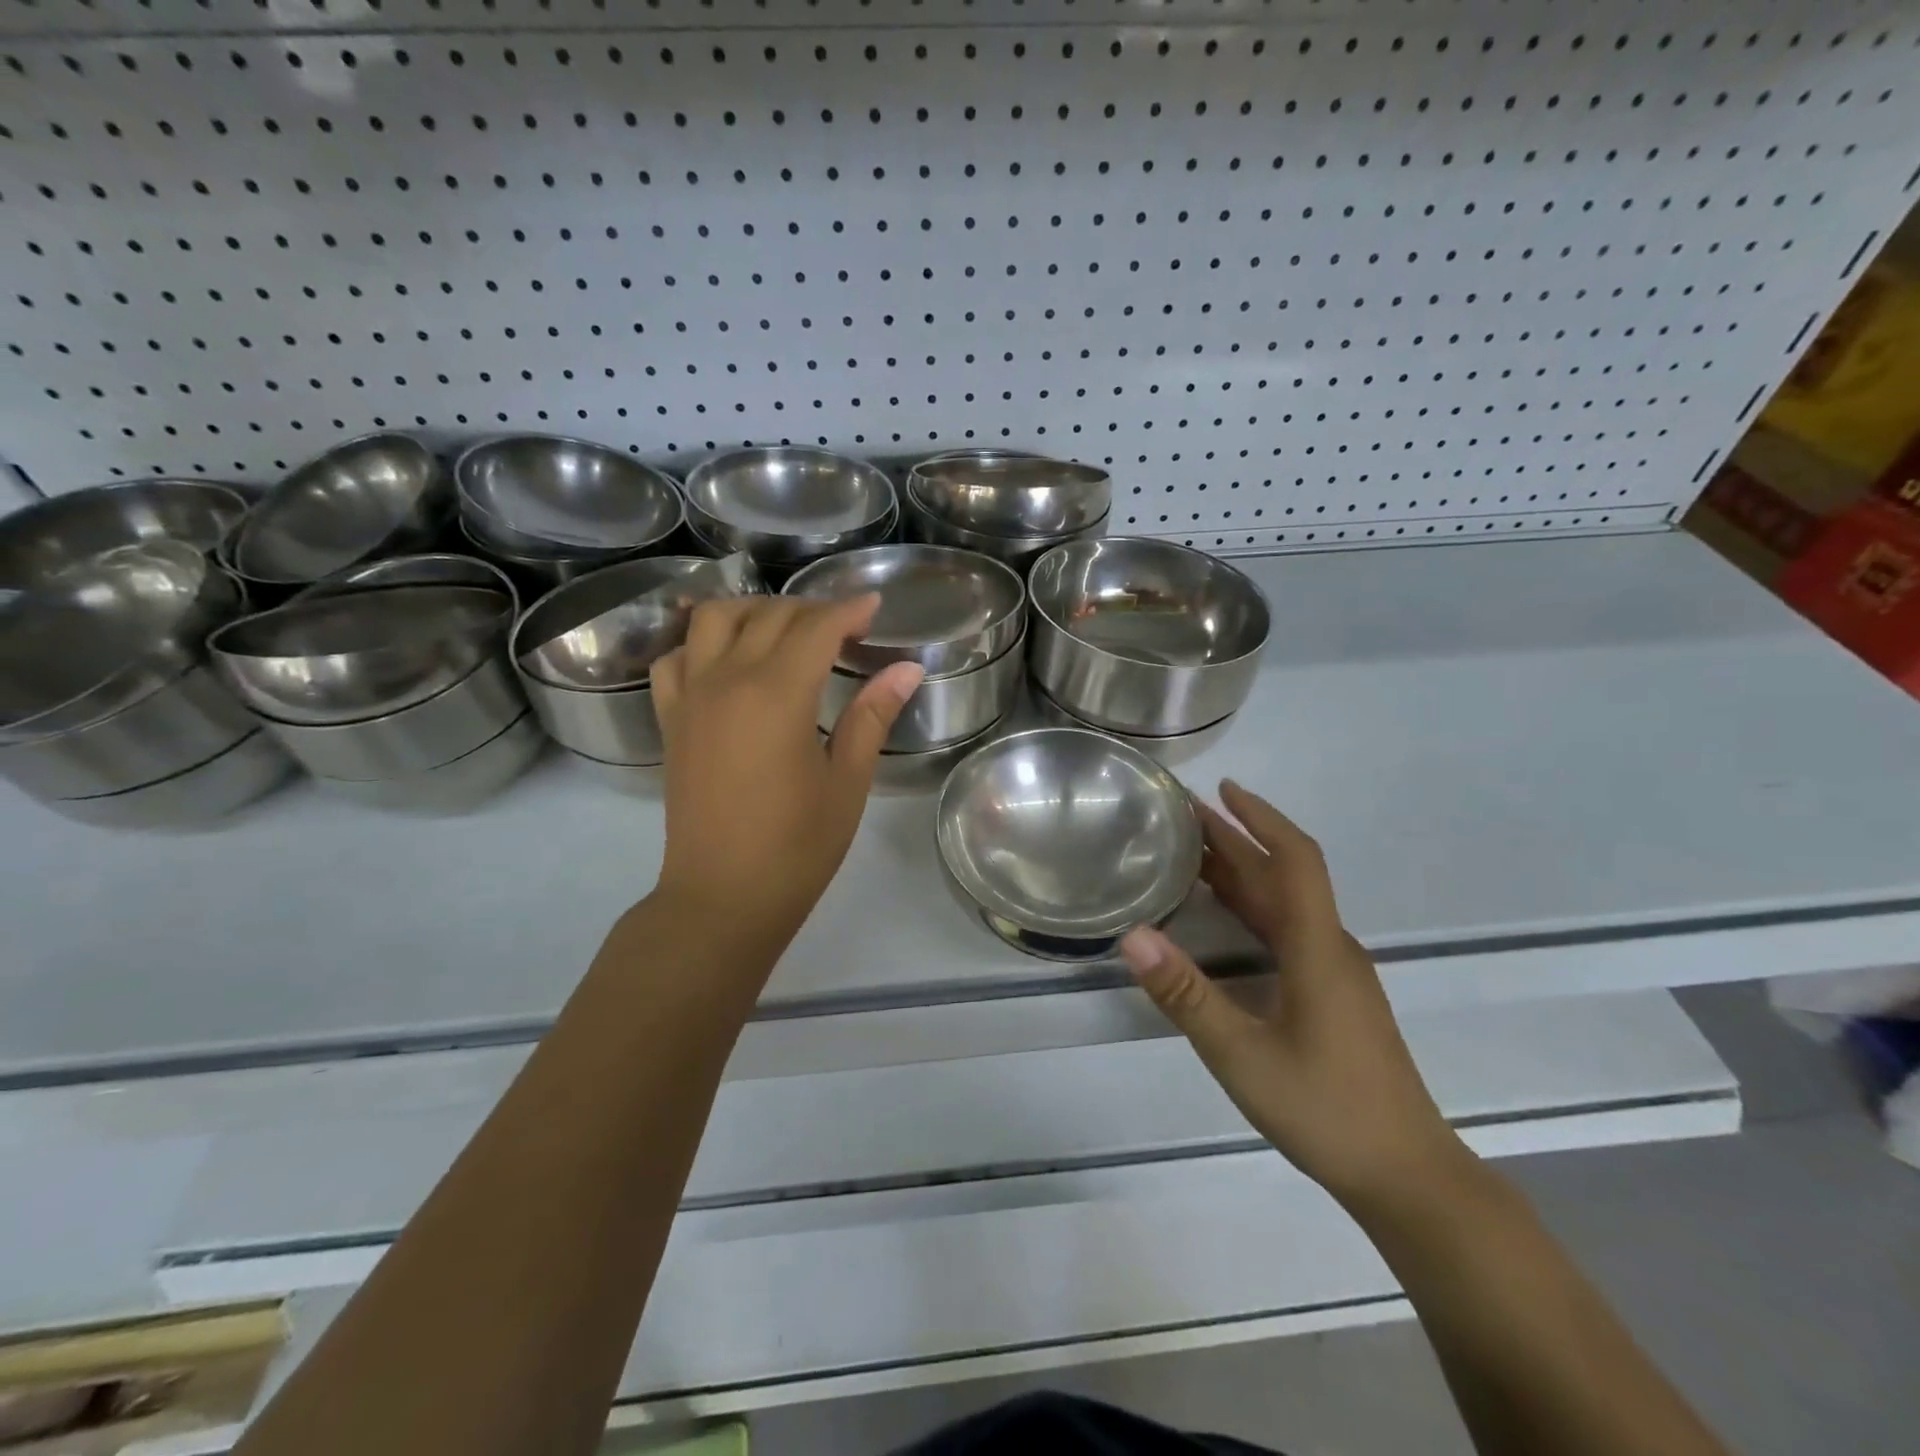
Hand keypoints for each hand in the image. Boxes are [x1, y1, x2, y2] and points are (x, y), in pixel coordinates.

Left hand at [649, 595, 922, 943]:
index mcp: (777, 694)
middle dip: (812, 609)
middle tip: (844, 627)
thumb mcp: (847, 782)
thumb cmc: (796, 847)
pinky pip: (676, 656)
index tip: (875, 608)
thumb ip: (872, 716)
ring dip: (754, 610)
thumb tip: (907, 669)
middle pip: (770, 616)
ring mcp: (690, 697)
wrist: (722, 897)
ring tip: (786, 630)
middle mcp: (727, 680)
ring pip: (713, 618)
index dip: (849, 610)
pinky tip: (727, 658)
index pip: (817, 627)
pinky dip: (702, 641)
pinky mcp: (671, 719)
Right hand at [1120, 781, 1463, 1209]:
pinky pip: (1286, 930)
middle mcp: (1330, 947)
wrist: (1408, 1177)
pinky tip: (1221, 918)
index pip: (1294, 859)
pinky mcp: (1332, 995)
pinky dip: (1250, 907)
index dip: (1260, 817)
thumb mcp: (1241, 1054)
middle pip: (1283, 875)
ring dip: (1242, 872)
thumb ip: (1186, 995)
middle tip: (1182, 816)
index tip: (1221, 789)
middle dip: (1236, 839)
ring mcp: (1335, 973)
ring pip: (1285, 904)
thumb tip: (1133, 936)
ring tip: (1190, 854)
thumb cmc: (1326, 1109)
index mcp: (1317, 947)